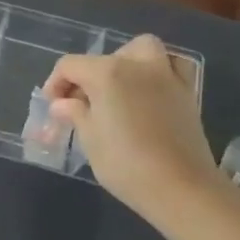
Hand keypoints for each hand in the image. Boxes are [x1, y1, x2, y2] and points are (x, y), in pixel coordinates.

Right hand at [45, 35, 221, 213]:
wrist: (182, 189)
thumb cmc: (126, 164)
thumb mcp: (90, 140)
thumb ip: (75, 114)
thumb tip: (63, 104)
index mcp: (106, 73)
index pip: (70, 65)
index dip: (55, 83)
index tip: (53, 107)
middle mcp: (136, 65)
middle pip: (104, 57)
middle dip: (88, 75)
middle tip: (83, 103)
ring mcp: (166, 76)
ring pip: (143, 49)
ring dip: (127, 61)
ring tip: (118, 88)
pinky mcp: (187, 93)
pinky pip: (172, 66)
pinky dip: (159, 71)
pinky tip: (150, 92)